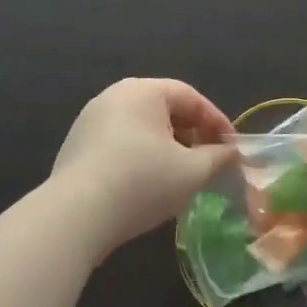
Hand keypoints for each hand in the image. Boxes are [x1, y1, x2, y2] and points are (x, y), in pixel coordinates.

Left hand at [47, 79, 236, 258]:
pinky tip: (147, 184)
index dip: (217, 121)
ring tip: (181, 174)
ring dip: (167, 147)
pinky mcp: (75, 147)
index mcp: (144, 90)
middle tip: (209, 159)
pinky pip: (119, 143)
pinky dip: (140, 156)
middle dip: (192, 133)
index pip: (191, 97)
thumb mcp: (192, 171)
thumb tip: (232, 153)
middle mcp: (115, 96)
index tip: (232, 147)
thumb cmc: (142, 181)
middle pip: (165, 109)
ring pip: (141, 127)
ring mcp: (90, 120)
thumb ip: (218, 157)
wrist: (74, 216)